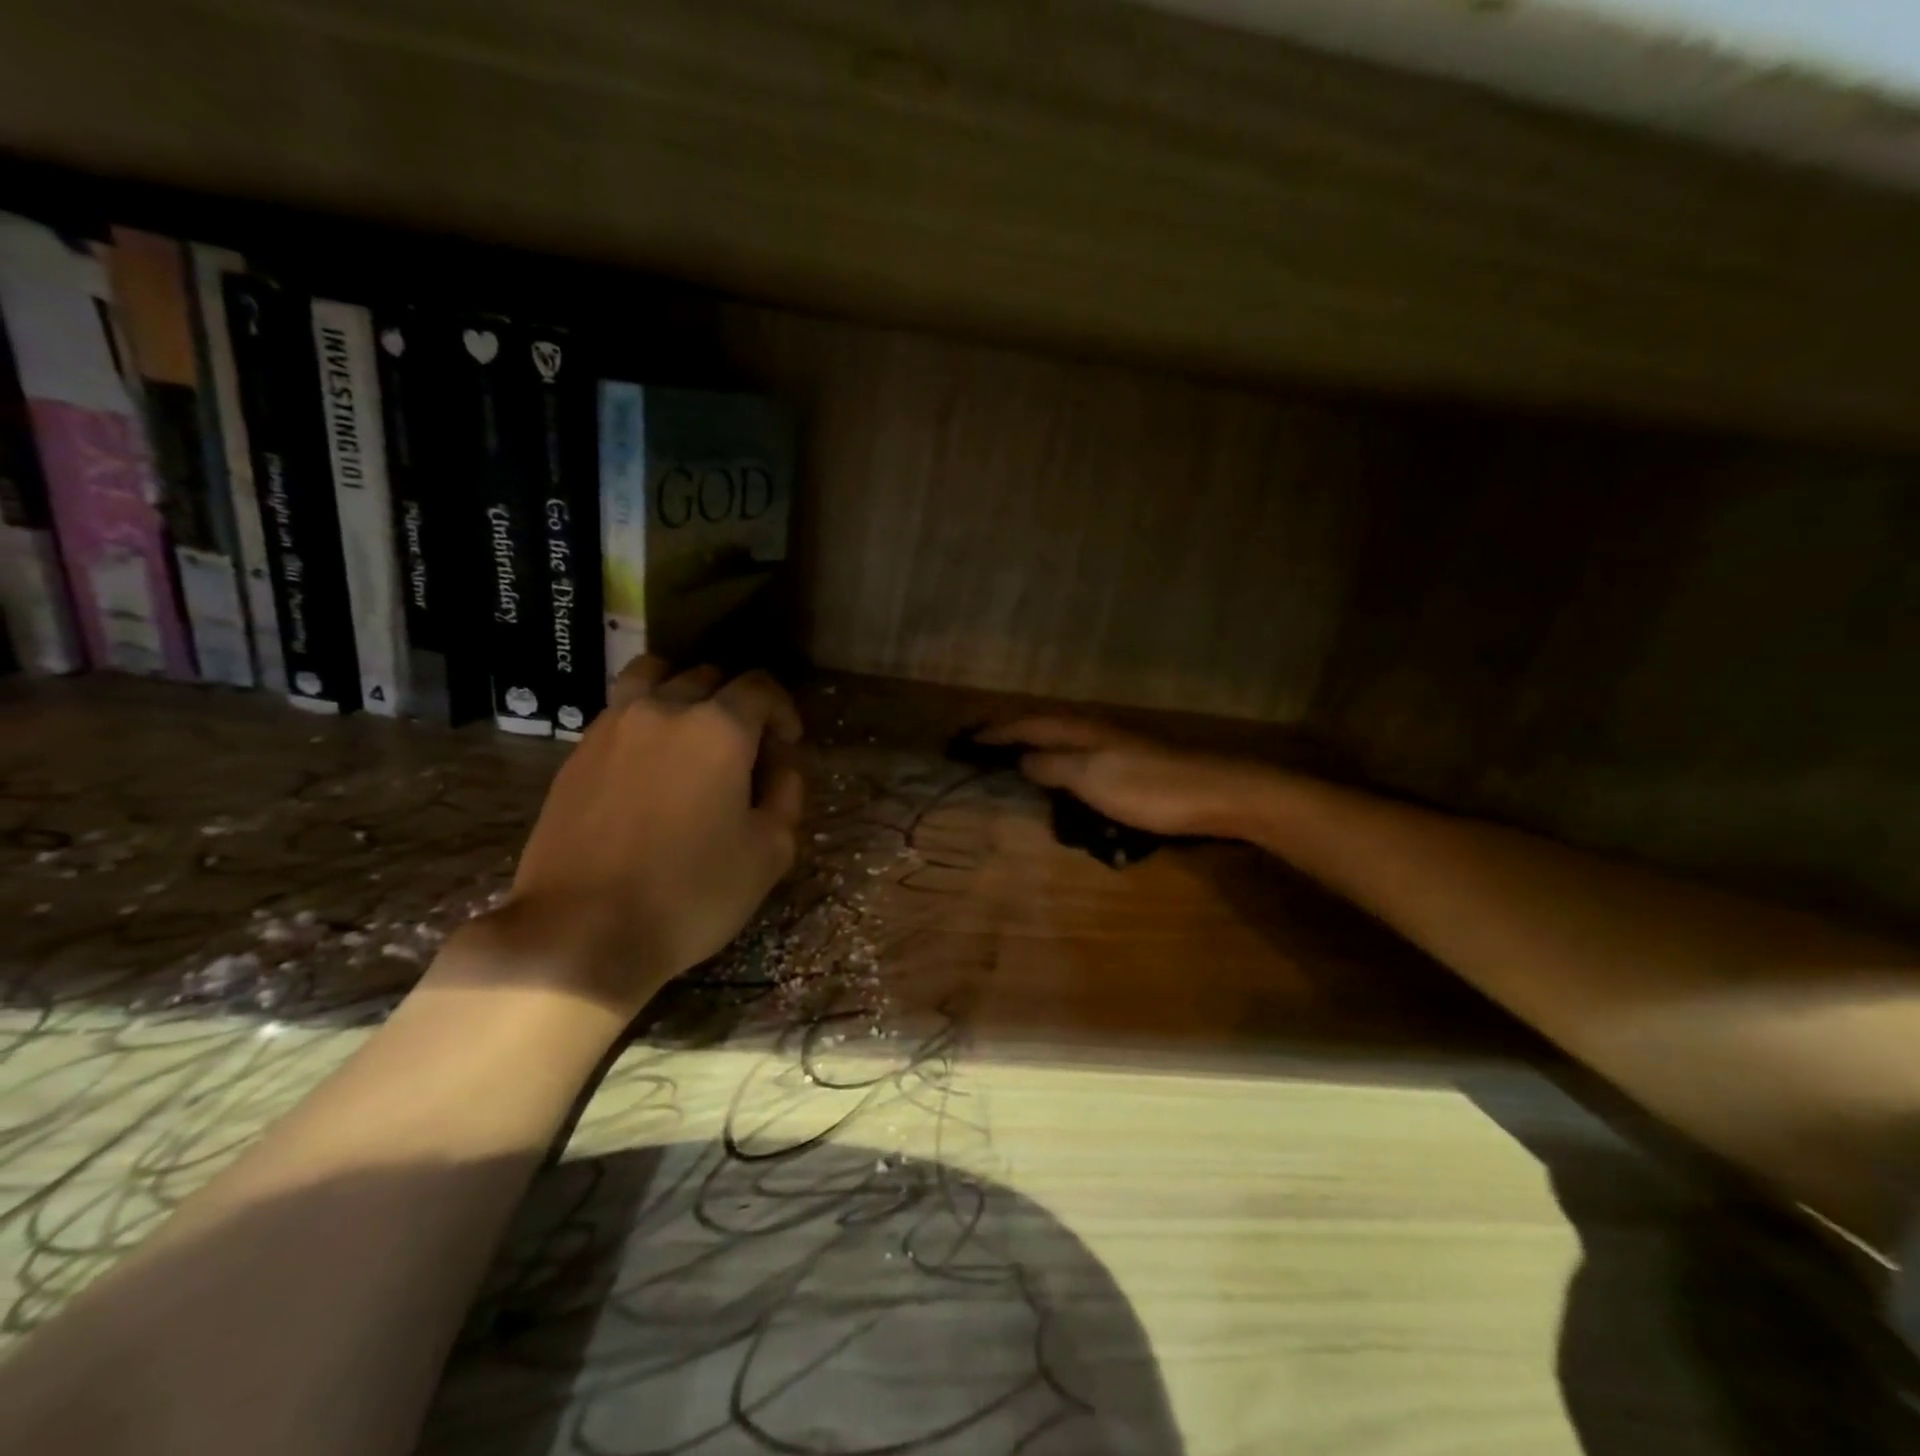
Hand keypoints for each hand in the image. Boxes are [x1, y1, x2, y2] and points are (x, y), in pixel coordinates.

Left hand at [459, 658, 804, 1016]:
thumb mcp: (769, 852)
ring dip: (682, 691)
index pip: (760, 687)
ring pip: (653, 676)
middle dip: (737, 704)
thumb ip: (786, 796)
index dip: (783, 711)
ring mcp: (613, 727)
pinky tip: (650, 764)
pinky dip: (645, 718)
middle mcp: (664, 710)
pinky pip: (620, 710)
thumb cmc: (690, 893)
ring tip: (691, 734)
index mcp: (719, 728)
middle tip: (744, 750)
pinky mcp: (577, 753)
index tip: (787, 746)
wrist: (581, 932)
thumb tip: (780, 767)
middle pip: (708, 676)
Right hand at [977, 716, 1281, 840]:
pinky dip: (1054, 764)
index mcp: (1079, 728)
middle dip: (1008, 735)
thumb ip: (1052, 766)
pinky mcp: (1127, 765)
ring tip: (1005, 762)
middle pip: (1040, 727)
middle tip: (977, 748)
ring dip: (1030, 749)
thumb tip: (1019, 760)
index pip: (1025, 724)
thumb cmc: (1149, 786)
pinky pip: (1076, 759)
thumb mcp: (1091, 776)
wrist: (1217, 793)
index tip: (962, 740)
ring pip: (1059, 742)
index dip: (993, 733)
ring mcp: (1113, 746)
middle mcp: (1092, 729)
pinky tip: (1055, 780)